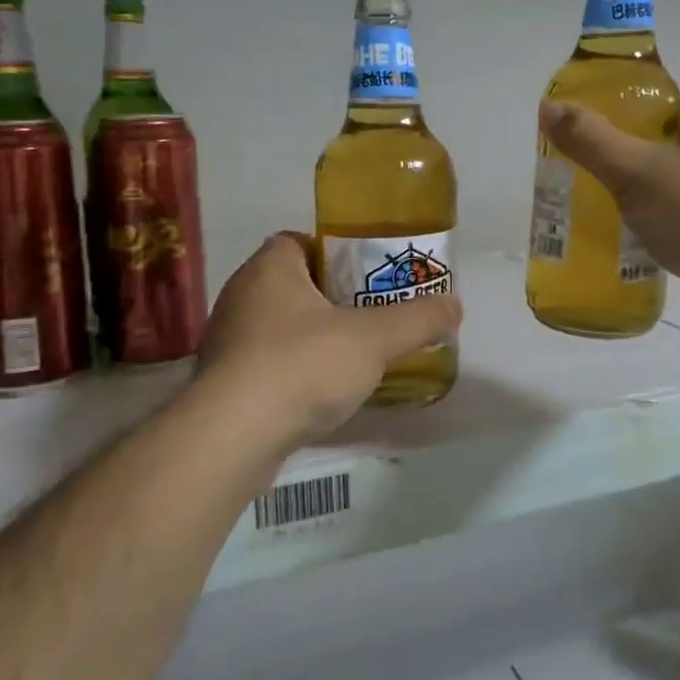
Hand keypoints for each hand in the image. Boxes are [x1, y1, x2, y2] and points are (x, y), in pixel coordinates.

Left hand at [197, 233, 461, 446]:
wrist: (232, 438)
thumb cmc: (302, 366)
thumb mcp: (374, 339)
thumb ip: (417, 319)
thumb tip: (456, 305)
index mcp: (269, 268)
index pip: (298, 241)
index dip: (334, 252)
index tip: (366, 275)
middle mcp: (241, 296)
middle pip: (293, 285)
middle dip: (331, 298)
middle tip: (371, 316)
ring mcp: (227, 342)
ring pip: (279, 327)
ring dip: (312, 338)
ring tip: (353, 357)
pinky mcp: (223, 384)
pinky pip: (266, 365)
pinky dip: (293, 373)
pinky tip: (321, 395)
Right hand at [539, 90, 679, 294]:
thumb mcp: (636, 173)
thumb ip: (592, 140)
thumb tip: (550, 107)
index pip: (678, 105)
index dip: (642, 124)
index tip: (616, 151)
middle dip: (655, 164)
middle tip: (619, 188)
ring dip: (678, 197)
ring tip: (641, 221)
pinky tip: (676, 247)